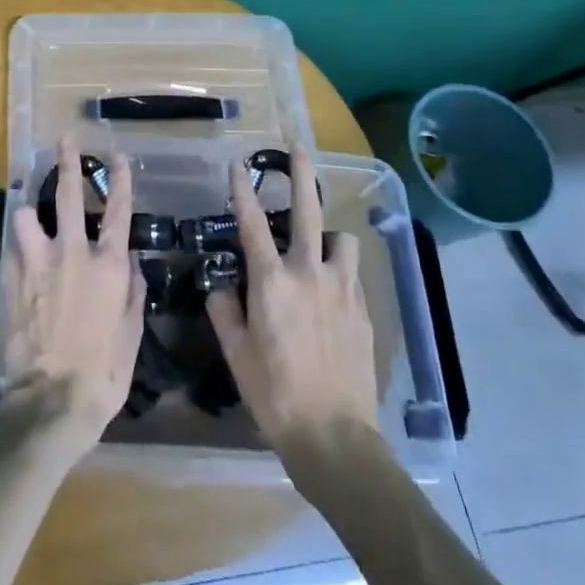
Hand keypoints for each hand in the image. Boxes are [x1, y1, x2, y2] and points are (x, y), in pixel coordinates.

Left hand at [3, 137, 146, 449]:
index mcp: (108, 265)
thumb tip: (130, 261)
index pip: (117, 210)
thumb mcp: (132, 332)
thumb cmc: (104, 372)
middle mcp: (72, 253)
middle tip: (65, 140)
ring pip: (27, 215)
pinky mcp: (13, 280)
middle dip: (68, 163)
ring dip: (30, 210)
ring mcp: (38, 264)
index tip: (119, 156)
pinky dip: (20, 245)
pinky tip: (22, 251)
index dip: (119, 180)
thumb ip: (132, 289)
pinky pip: (14, 249)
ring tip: (31, 208)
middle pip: (67, 195)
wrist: (53, 400)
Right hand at [206, 144, 377, 454]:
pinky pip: (351, 275)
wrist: (335, 437)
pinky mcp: (363, 310)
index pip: (251, 224)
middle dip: (301, 174)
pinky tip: (331, 292)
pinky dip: (339, 271)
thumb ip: (224, 310)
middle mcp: (308, 273)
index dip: (241, 190)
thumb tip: (221, 284)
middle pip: (306, 210)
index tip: (236, 165)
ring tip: (318, 247)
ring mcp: (342, 289)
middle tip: (298, 147)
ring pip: (340, 240)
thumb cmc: (275, 394)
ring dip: (328, 236)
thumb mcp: (236, 353)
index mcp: (271, 282)